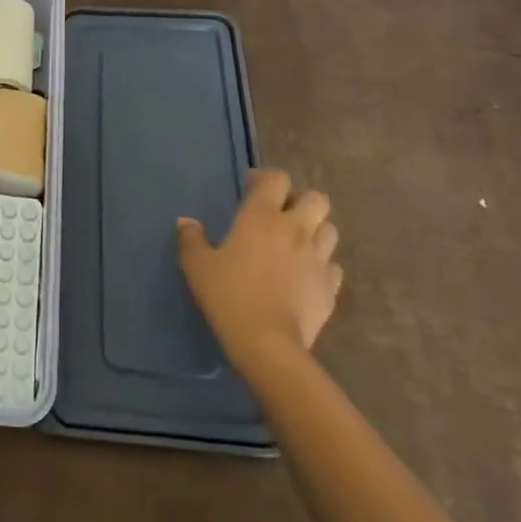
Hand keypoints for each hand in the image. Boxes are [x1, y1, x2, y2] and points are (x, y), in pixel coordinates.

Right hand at [177, 169, 341, 379]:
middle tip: (282, 216)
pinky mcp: (330, 288)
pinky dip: (322, 266)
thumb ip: (190, 239)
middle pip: (317, 199)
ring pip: (330, 230)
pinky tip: (306, 277)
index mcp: (262, 216)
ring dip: (316, 231)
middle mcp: (295, 229)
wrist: (267, 342)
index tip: (251, 189)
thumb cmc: (228, 295)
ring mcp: (318, 259)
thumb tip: (186, 222)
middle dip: (302, 202)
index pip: (277, 179)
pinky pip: (333, 267)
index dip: (266, 178)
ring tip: (297, 245)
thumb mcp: (197, 265)